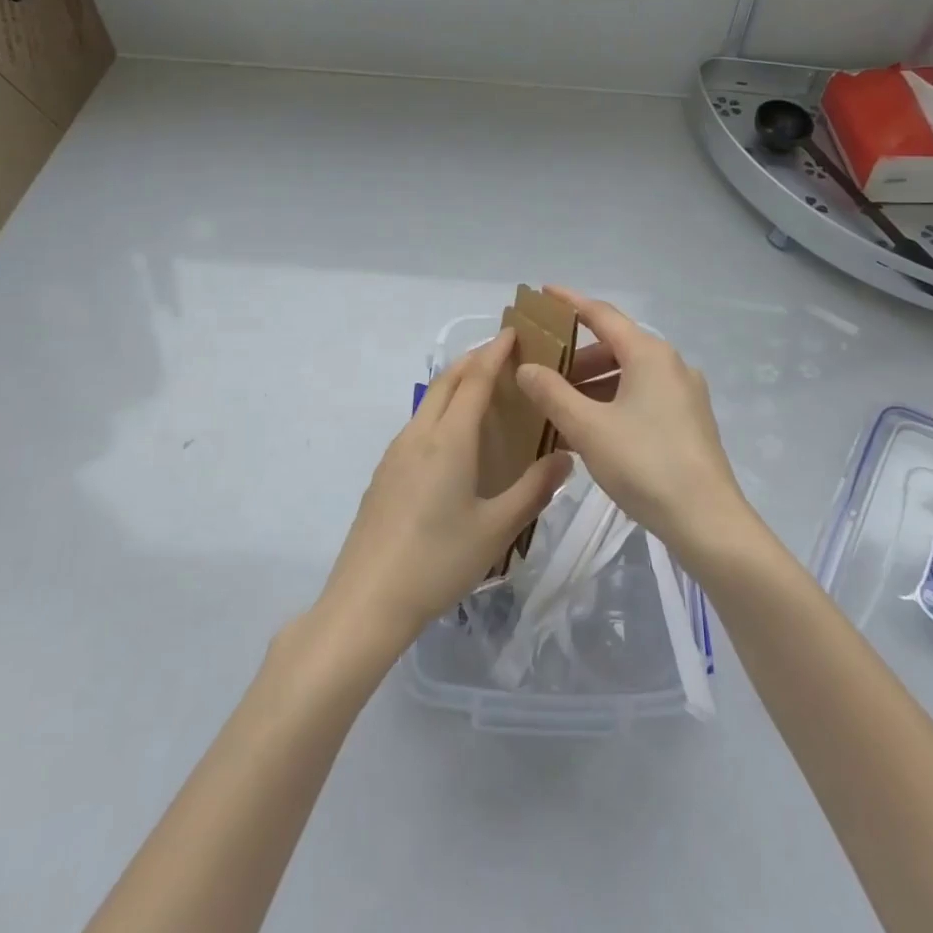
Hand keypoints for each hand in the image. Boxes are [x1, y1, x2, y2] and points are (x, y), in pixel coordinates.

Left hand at [319, 328, 572, 653]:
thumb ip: (534, 490)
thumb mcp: (497, 529)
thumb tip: (566, 457)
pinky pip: (418, 424)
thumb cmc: (438, 561)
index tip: (514, 332)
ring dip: (456, 384)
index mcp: (449, 440)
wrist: (366, 600)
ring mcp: (395, 453)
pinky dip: (441, 410)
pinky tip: (454, 439)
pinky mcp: (384, 473)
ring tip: (484, 390)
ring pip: (429, 401)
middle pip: (447, 381)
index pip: (474, 379)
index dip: (495, 352)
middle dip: (474, 359)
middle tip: (504, 353)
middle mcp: (419, 435)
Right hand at [515, 287, 751, 562]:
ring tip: (559, 405)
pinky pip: (642, 397)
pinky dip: (612, 402)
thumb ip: (552, 393)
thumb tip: (526, 367)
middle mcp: (671, 364)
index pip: (602, 315)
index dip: (570, 302)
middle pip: (616, 346)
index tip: (543, 293)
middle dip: (576, 356)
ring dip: (593, 384)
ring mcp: (684, 393)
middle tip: (541, 369)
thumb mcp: (588, 428)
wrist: (707, 521)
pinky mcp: (689, 421)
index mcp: (649, 354)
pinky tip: (590, 429)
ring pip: (629, 375)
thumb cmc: (644, 464)